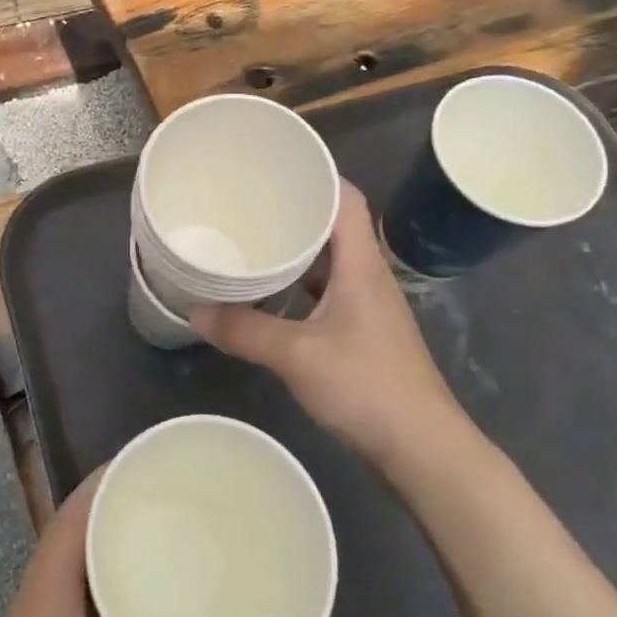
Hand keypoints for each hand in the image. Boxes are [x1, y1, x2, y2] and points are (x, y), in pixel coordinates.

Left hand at [0, 471, 206, 616]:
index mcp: (48, 597)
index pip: (71, 517)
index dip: (101, 482)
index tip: (142, 461)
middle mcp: (35, 599)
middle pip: (70, 531)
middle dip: (109, 505)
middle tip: (160, 491)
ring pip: (68, 563)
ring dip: (102, 542)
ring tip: (152, 528)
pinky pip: (68, 593)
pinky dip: (97, 580)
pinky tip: (129, 595)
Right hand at [190, 180, 466, 466]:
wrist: (422, 448)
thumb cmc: (366, 386)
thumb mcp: (296, 356)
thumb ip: (244, 331)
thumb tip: (194, 311)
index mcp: (361, 265)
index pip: (348, 199)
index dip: (318, 176)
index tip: (277, 168)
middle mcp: (368, 276)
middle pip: (336, 226)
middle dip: (296, 211)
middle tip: (250, 203)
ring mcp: (368, 307)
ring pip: (330, 262)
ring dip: (297, 251)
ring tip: (254, 242)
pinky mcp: (363, 334)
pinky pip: (327, 292)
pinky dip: (300, 286)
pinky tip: (270, 296)